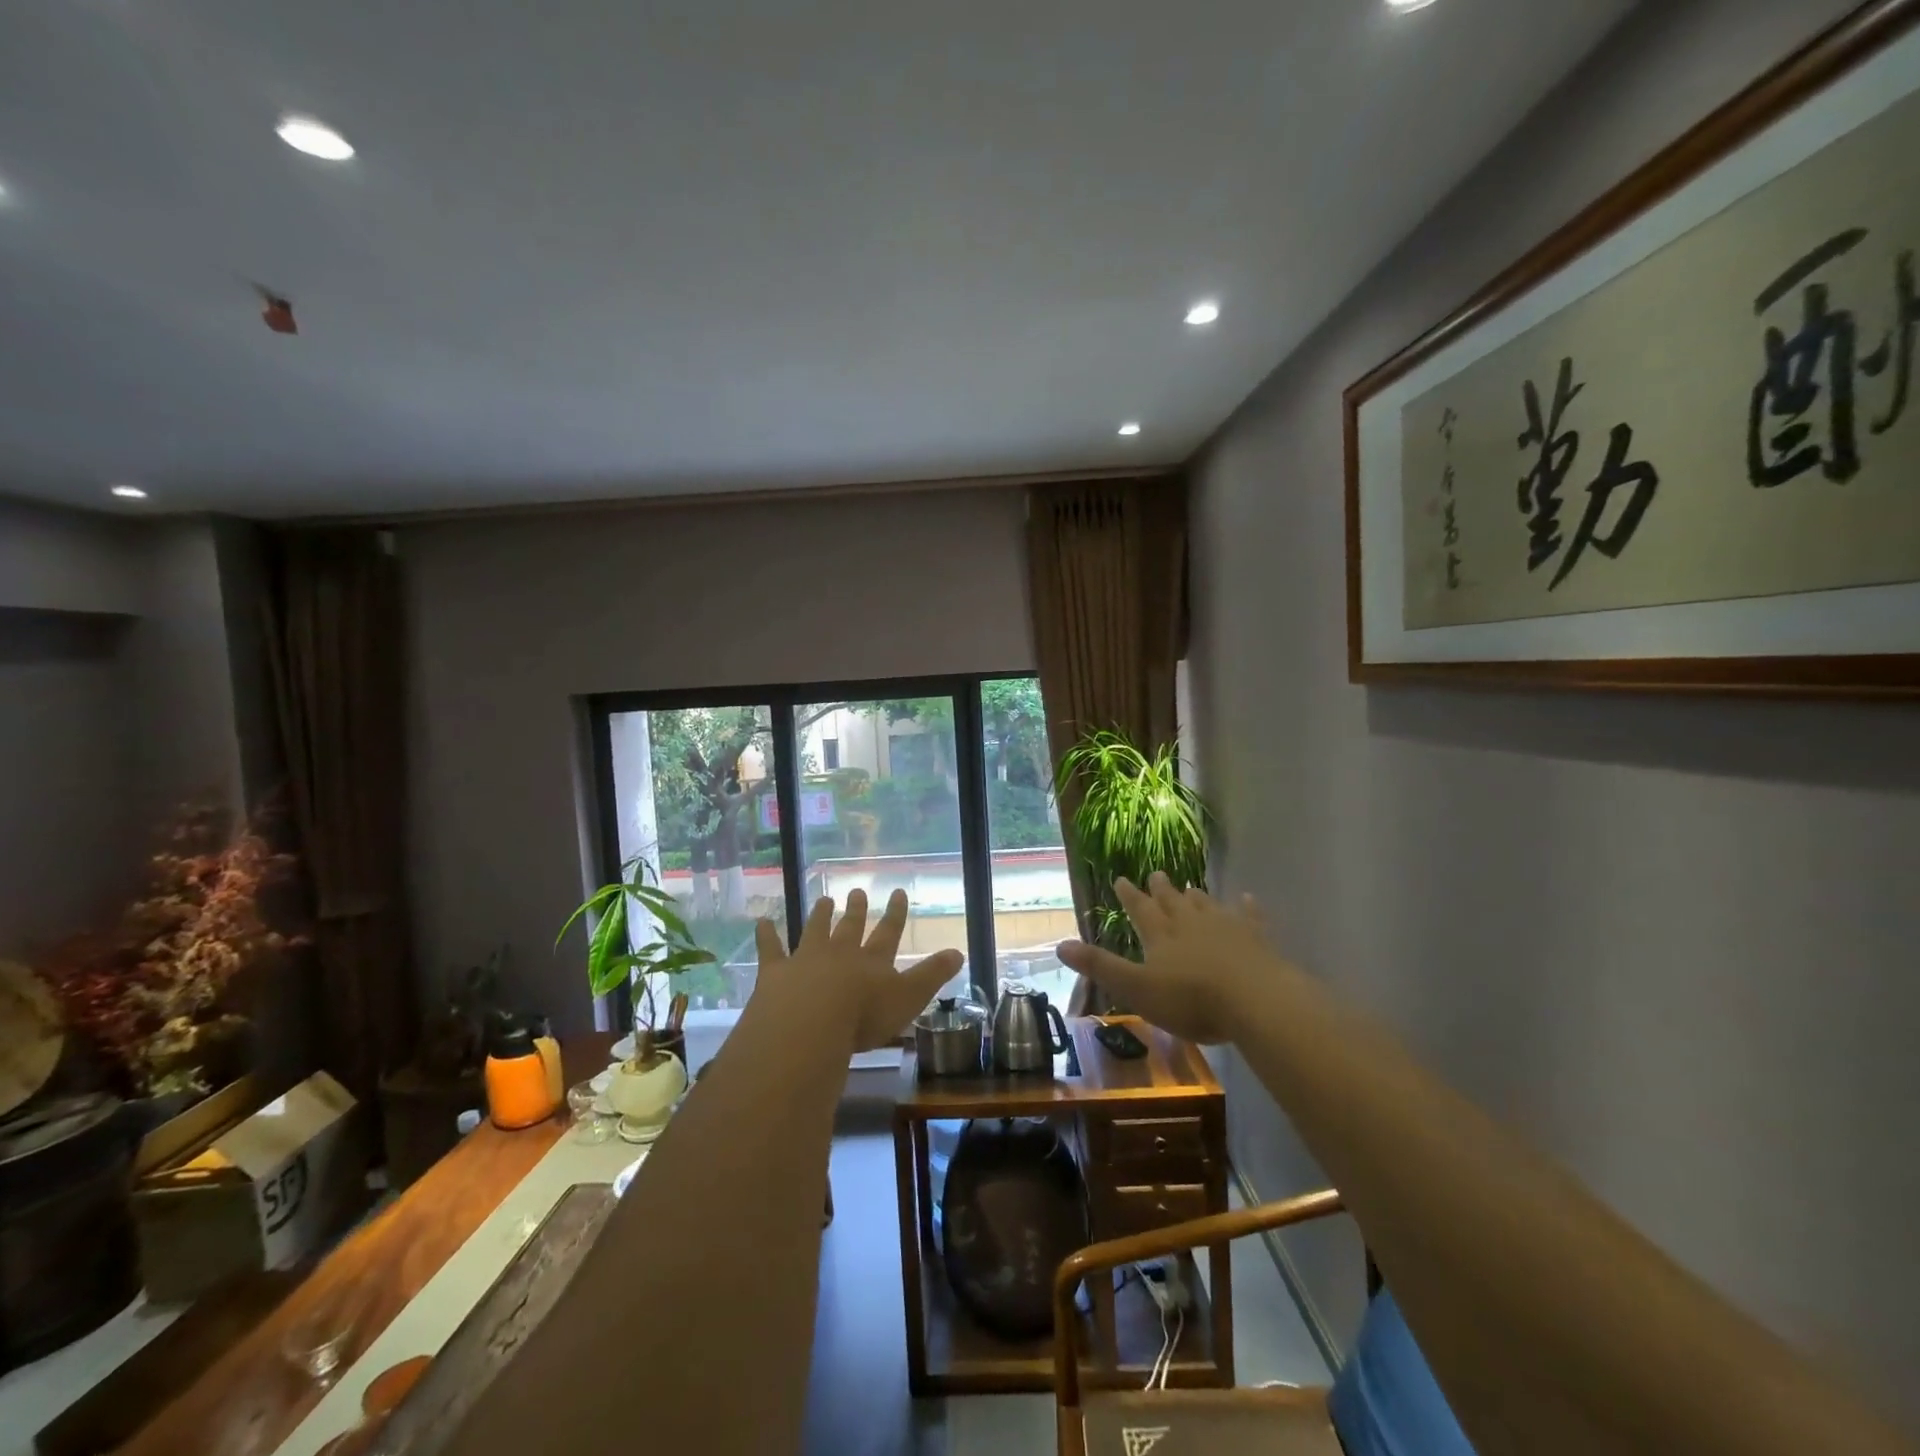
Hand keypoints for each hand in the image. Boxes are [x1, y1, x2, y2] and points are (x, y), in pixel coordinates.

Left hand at [754, 889, 962, 1052]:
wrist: (810, 1022)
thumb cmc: (864, 1016)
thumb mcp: (909, 998)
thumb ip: (933, 976)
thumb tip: (959, 951)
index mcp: (872, 962)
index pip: (888, 932)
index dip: (895, 913)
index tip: (898, 892)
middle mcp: (840, 953)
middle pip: (849, 927)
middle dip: (855, 910)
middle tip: (855, 891)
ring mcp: (806, 959)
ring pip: (815, 931)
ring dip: (820, 916)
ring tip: (824, 900)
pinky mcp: (776, 972)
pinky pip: (770, 949)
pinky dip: (766, 936)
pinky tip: (761, 922)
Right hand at [1056, 874, 1282, 1044]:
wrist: (1255, 1000)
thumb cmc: (1191, 1000)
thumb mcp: (1136, 989)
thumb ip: (1100, 967)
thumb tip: (1060, 945)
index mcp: (1160, 934)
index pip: (1139, 909)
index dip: (1129, 895)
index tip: (1121, 879)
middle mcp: (1190, 922)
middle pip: (1172, 901)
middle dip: (1161, 889)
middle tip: (1156, 873)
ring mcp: (1226, 927)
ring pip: (1206, 905)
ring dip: (1195, 897)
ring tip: (1190, 888)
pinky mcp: (1256, 938)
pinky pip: (1249, 916)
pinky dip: (1245, 906)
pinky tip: (1246, 898)